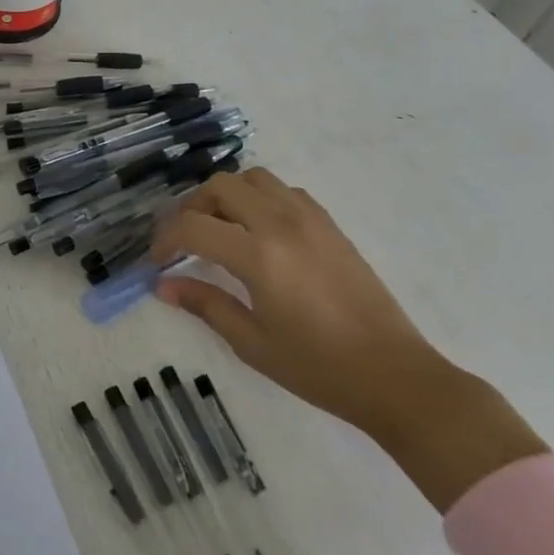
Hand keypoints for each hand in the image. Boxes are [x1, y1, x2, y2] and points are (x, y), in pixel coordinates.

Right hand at [152, 170, 545, 510]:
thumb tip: (162, 286)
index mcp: (258, 256)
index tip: (158, 261)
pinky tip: (260, 231)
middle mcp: (280, 224)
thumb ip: (205, 305)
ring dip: (227, 195)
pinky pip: (284, 190)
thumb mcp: (253, 343)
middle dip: (192, 207)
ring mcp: (309, 218)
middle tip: (185, 240)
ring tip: (220, 228)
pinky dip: (260, 198)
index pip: (193, 225)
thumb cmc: (319, 368)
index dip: (166, 239)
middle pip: (220, 187)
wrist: (395, 376)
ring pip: (253, 178)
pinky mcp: (330, 224)